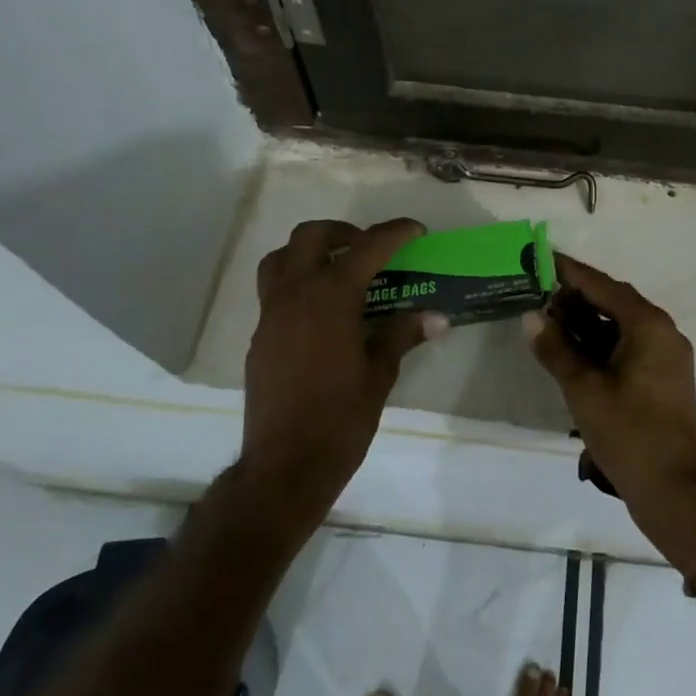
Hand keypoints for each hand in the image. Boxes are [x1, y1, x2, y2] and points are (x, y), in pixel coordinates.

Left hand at [242, 218, 439, 526]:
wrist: (285, 465)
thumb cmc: (341, 419)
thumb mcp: (381, 374)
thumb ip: (403, 335)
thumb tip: (437, 317)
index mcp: (331, 298)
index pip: (367, 247)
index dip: (395, 233)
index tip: (416, 230)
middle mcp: (295, 295)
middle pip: (311, 236)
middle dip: (343, 232)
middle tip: (369, 248)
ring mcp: (270, 315)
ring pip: (280, 258)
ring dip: (309, 251)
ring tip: (338, 270)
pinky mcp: (259, 337)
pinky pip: (274, 291)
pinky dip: (297, 284)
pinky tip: (321, 314)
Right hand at [526, 255, 695, 571]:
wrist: (676, 492)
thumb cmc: (629, 434)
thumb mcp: (584, 389)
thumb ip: (556, 349)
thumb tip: (532, 317)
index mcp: (648, 325)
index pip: (603, 286)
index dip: (570, 272)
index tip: (541, 258)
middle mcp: (662, 332)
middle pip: (614, 302)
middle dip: (576, 299)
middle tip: (538, 299)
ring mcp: (666, 357)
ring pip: (621, 326)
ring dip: (587, 324)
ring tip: (549, 327)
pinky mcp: (663, 380)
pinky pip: (629, 347)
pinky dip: (601, 346)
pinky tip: (573, 356)